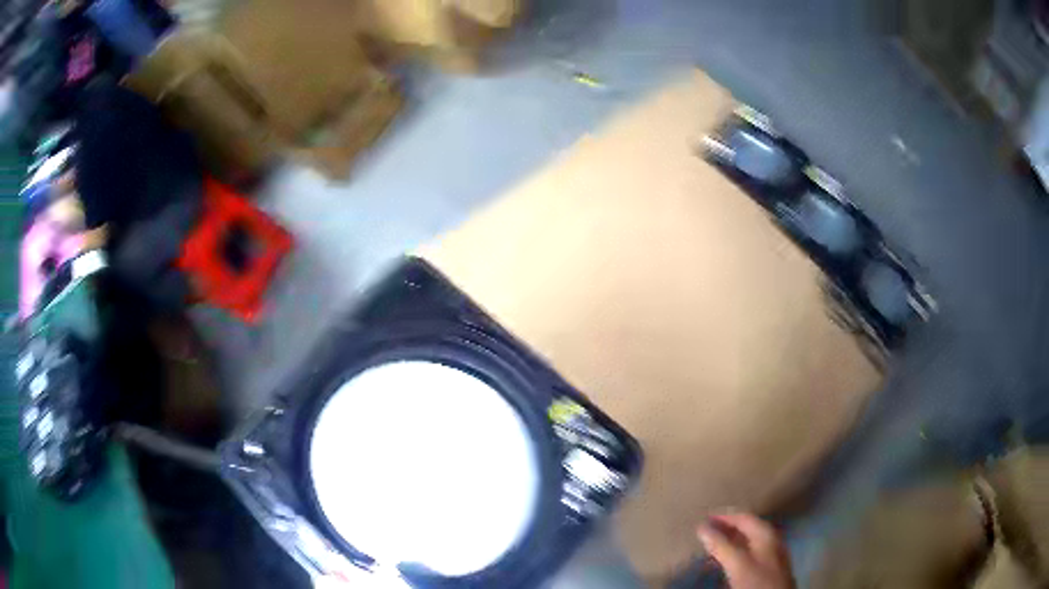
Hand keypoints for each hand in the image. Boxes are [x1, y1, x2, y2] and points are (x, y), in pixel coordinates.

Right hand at [697, 512, 793, 588]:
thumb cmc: (757, 580)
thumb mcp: (737, 563)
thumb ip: (721, 545)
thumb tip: (702, 527)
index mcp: (766, 533)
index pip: (744, 517)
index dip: (724, 517)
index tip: (704, 519)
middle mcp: (771, 539)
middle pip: (747, 528)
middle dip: (726, 529)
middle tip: (706, 532)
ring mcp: (771, 554)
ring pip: (748, 542)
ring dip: (730, 542)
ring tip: (711, 547)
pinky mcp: (768, 568)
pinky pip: (750, 554)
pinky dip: (736, 553)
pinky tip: (726, 562)